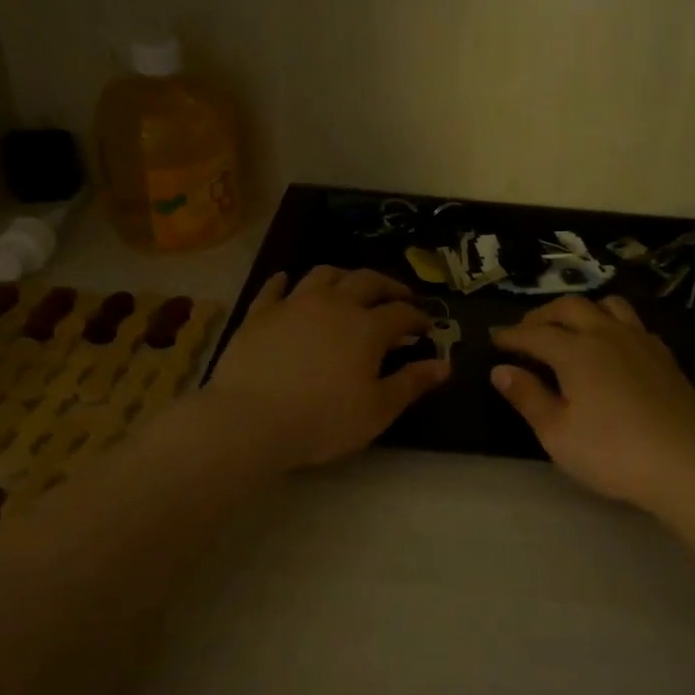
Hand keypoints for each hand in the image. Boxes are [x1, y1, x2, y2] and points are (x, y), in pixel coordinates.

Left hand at [204, 266, 448, 469]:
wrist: (251, 420)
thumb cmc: (323, 420)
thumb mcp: (377, 410)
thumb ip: (412, 383)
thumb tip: (444, 364)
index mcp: (367, 327)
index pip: (401, 313)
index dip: (418, 317)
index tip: (427, 327)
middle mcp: (334, 304)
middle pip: (367, 281)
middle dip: (388, 286)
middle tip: (399, 297)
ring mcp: (293, 304)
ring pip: (323, 274)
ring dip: (343, 276)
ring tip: (350, 286)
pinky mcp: (259, 313)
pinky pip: (274, 288)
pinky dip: (285, 281)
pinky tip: (287, 281)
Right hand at [491, 294, 694, 515]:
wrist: (685, 466)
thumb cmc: (611, 454)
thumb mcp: (556, 433)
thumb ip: (527, 396)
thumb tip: (500, 370)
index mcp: (576, 352)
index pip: (534, 333)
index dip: (511, 334)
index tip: (494, 338)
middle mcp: (607, 334)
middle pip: (570, 307)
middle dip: (542, 315)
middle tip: (525, 331)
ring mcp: (641, 341)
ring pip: (607, 305)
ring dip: (581, 310)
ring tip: (569, 329)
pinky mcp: (664, 356)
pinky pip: (633, 323)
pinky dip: (611, 324)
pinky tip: (610, 347)